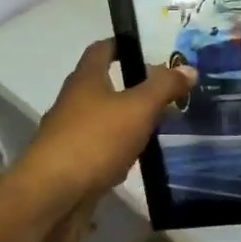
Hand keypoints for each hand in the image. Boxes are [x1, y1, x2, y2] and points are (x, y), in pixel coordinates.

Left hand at [16, 40, 193, 209]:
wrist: (52, 198)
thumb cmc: (94, 141)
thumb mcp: (137, 108)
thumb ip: (163, 87)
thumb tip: (188, 67)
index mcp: (85, 80)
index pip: (101, 49)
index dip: (123, 44)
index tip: (149, 46)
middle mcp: (74, 103)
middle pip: (104, 85)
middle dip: (134, 85)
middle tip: (168, 88)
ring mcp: (70, 136)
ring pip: (105, 120)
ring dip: (129, 120)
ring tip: (162, 122)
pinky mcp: (73, 166)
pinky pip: (102, 150)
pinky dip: (121, 150)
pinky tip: (139, 160)